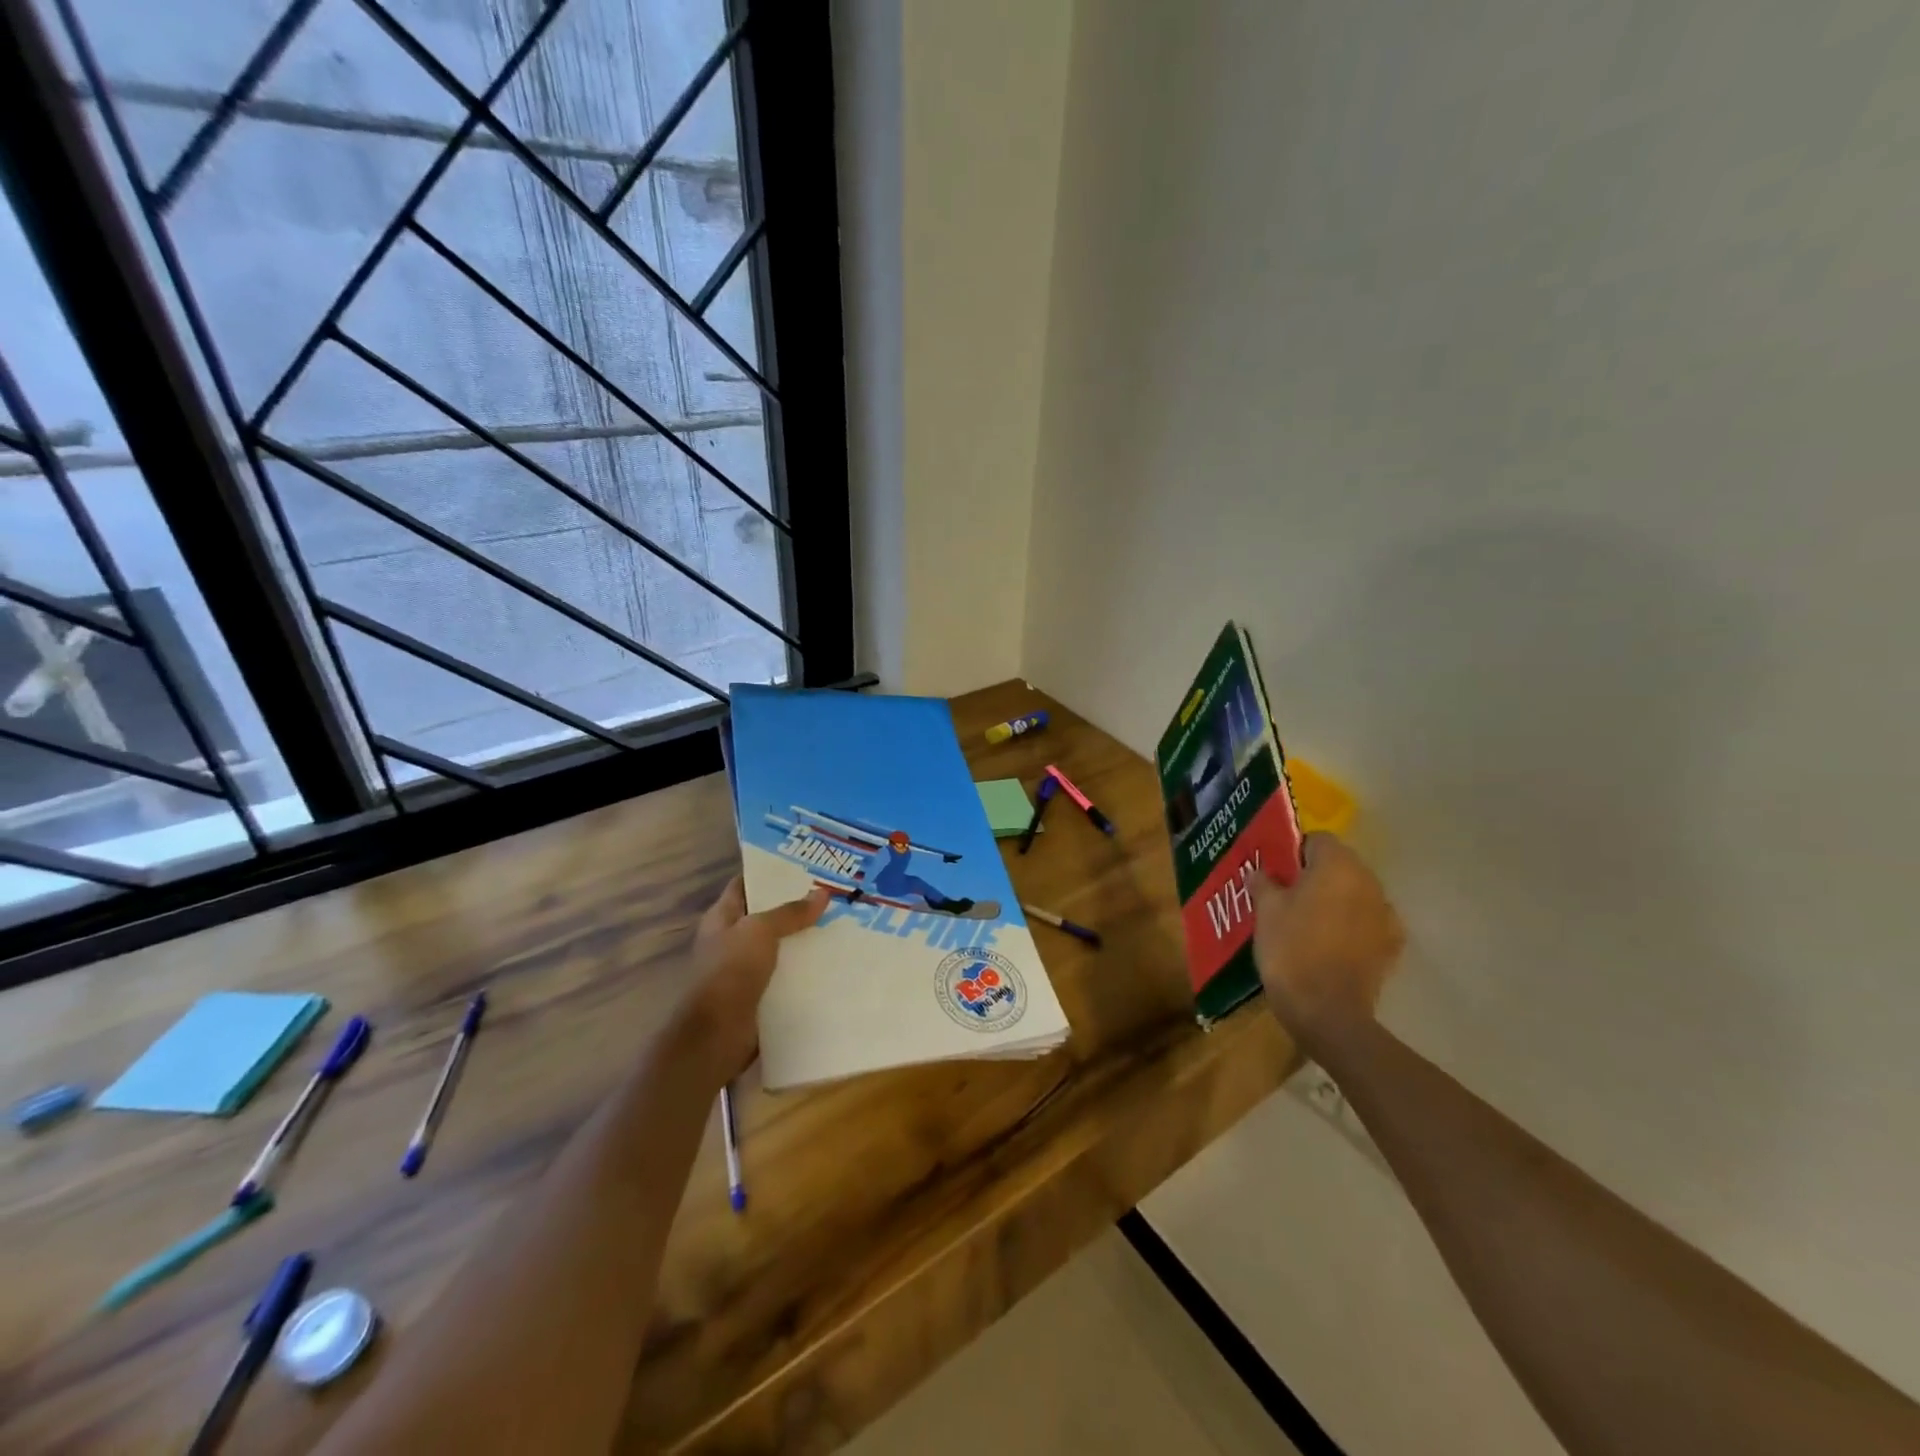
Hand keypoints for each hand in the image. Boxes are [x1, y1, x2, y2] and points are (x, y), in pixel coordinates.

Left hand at [677, 875, 828, 1083]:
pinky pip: (787, 975)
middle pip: (767, 915)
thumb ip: (790, 912)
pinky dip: (806, 969)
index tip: (803, 863)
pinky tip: (833, 961)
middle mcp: (731, 940)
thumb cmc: (730, 972)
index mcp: (722, 918)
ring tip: (841, 923)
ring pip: (780, 946)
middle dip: (796, 906)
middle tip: (833, 892)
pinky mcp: (760, 995)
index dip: (769, 872)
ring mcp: (745, 970)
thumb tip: (822, 893)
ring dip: (804, 939)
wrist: (715, 1036)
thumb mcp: (760, 932)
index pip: (745, 884)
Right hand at [1253, 833, 1403, 1055]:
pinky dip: (1351, 925)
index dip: (1294, 852)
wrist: (1327, 1011)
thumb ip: (1263, 883)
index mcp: (1337, 865)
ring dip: (1335, 899)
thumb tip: (1260, 872)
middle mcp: (1368, 882)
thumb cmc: (1291, 950)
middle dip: (1316, 875)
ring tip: (1307, 921)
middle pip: (1340, 865)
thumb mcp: (1265, 911)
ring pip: (1355, 893)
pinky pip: (1367, 922)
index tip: (1276, 872)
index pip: (1317, 840)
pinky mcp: (1391, 945)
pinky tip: (1331, 943)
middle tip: (1286, 895)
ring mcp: (1385, 914)